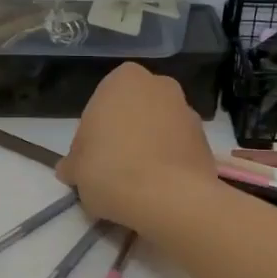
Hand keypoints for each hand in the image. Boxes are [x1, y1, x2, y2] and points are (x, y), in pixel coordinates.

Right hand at [57, 63, 217, 232]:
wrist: (170, 198)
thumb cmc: (111, 170)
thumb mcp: (76, 168)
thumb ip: (73, 163)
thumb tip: (70, 168)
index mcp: (124, 79)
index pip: (99, 105)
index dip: (91, 136)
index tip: (88, 162)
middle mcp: (160, 85)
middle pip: (132, 113)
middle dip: (122, 136)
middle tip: (110, 170)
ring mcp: (188, 111)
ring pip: (157, 129)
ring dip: (147, 149)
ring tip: (135, 184)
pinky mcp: (206, 140)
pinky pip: (177, 149)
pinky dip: (168, 163)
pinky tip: (156, 188)